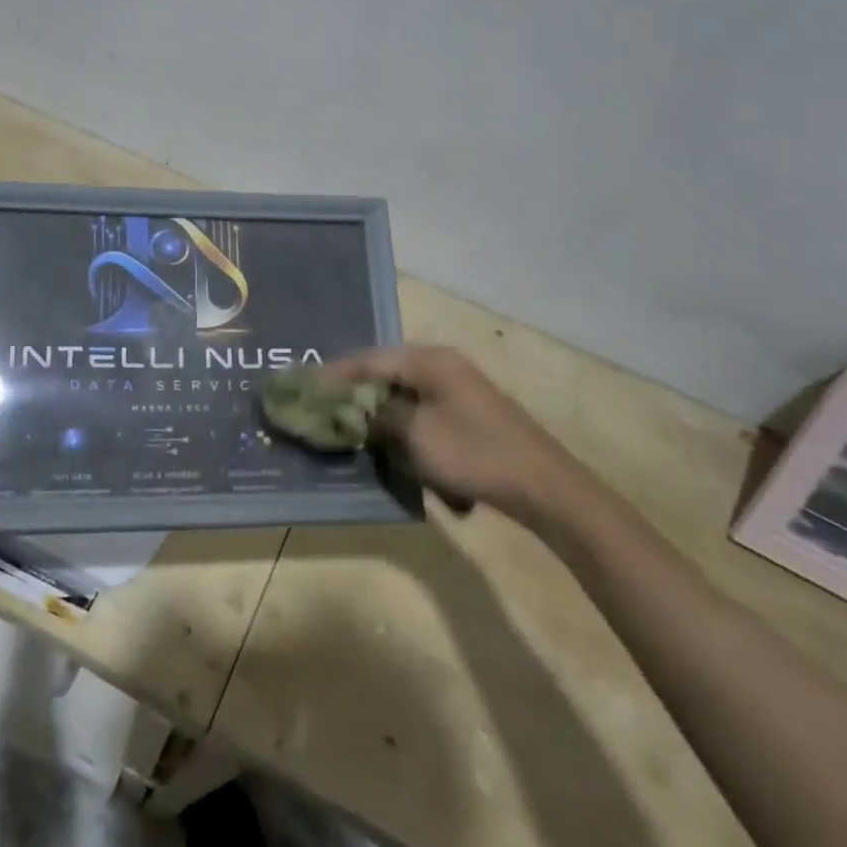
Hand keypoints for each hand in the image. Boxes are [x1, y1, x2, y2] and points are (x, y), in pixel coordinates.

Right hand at [321, 345, 589, 523]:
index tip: (304, 386)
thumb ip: (378, 417)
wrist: (542, 486)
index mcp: (428, 361)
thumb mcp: (415, 435)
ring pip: (405, 397)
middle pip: (386, 375)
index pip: (368, 359)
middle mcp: (443, 366)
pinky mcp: (469, 414)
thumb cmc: (472, 453)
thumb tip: (355, 411)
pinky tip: (401, 453)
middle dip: (356, 395)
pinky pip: (424, 416)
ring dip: (382, 416)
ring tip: (357, 433)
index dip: (334, 374)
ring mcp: (459, 389)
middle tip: (326, 410)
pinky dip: (407, 431)